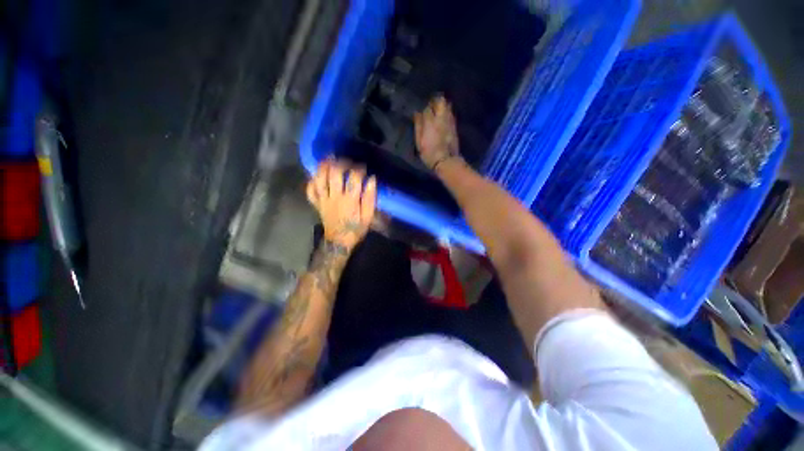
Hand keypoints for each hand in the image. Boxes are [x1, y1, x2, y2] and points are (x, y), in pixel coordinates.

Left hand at [306, 159, 377, 251]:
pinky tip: (316, 176)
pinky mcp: (316, 204)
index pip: (354, 179)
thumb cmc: (355, 229)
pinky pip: (310, 190)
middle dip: (340, 164)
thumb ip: (370, 198)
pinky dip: (312, 181)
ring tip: (329, 160)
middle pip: (334, 174)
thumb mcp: (368, 217)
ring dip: (323, 167)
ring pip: (320, 179)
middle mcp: (335, 197)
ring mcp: (323, 200)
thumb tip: (372, 180)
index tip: (363, 167)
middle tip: (346, 161)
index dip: (358, 169)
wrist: (339, 242)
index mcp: (350, 201)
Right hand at [414, 96, 461, 170]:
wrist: (446, 161)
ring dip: (442, 106)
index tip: (421, 109)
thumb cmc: (429, 153)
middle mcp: (442, 118)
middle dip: (435, 101)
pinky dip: (447, 113)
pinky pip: (451, 115)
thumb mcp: (419, 141)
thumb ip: (418, 125)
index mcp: (431, 121)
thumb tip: (417, 113)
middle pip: (441, 101)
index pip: (427, 107)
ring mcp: (450, 121)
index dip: (424, 106)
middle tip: (431, 105)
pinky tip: (443, 119)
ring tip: (437, 111)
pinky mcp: (455, 127)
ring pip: (448, 106)